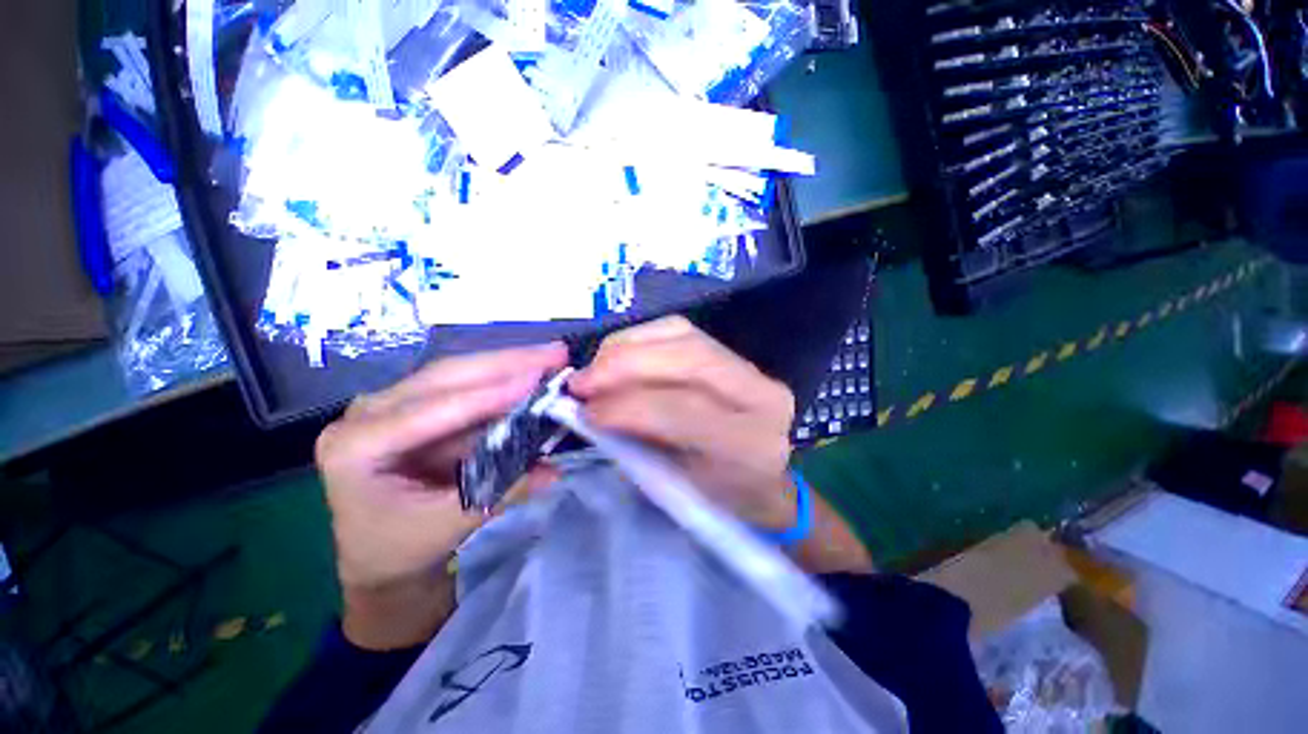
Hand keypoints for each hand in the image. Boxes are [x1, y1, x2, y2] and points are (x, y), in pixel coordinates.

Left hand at [315, 342, 567, 647]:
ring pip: (459, 373)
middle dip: (507, 363)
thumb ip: (499, 493)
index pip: (431, 412)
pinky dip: (504, 380)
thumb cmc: (398, 548)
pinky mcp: (421, 405)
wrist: (378, 554)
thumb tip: (554, 472)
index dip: (487, 395)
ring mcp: (394, 404)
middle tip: (555, 353)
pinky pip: (467, 386)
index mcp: (355, 446)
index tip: (535, 379)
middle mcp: (369, 413)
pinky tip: (531, 372)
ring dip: (509, 364)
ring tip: (551, 356)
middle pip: (446, 376)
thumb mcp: (446, 526)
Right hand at [568, 316, 797, 529]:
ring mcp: (754, 369)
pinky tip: (618, 355)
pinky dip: (640, 339)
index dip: (627, 405)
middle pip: (687, 358)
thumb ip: (636, 445)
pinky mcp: (735, 355)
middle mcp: (761, 398)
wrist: (764, 484)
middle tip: (580, 381)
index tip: (584, 410)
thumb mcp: (674, 488)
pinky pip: (681, 332)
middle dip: (623, 364)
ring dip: (627, 347)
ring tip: (595, 368)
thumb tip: (592, 409)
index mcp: (749, 446)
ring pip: (683, 335)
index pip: (684, 410)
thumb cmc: (715, 499)